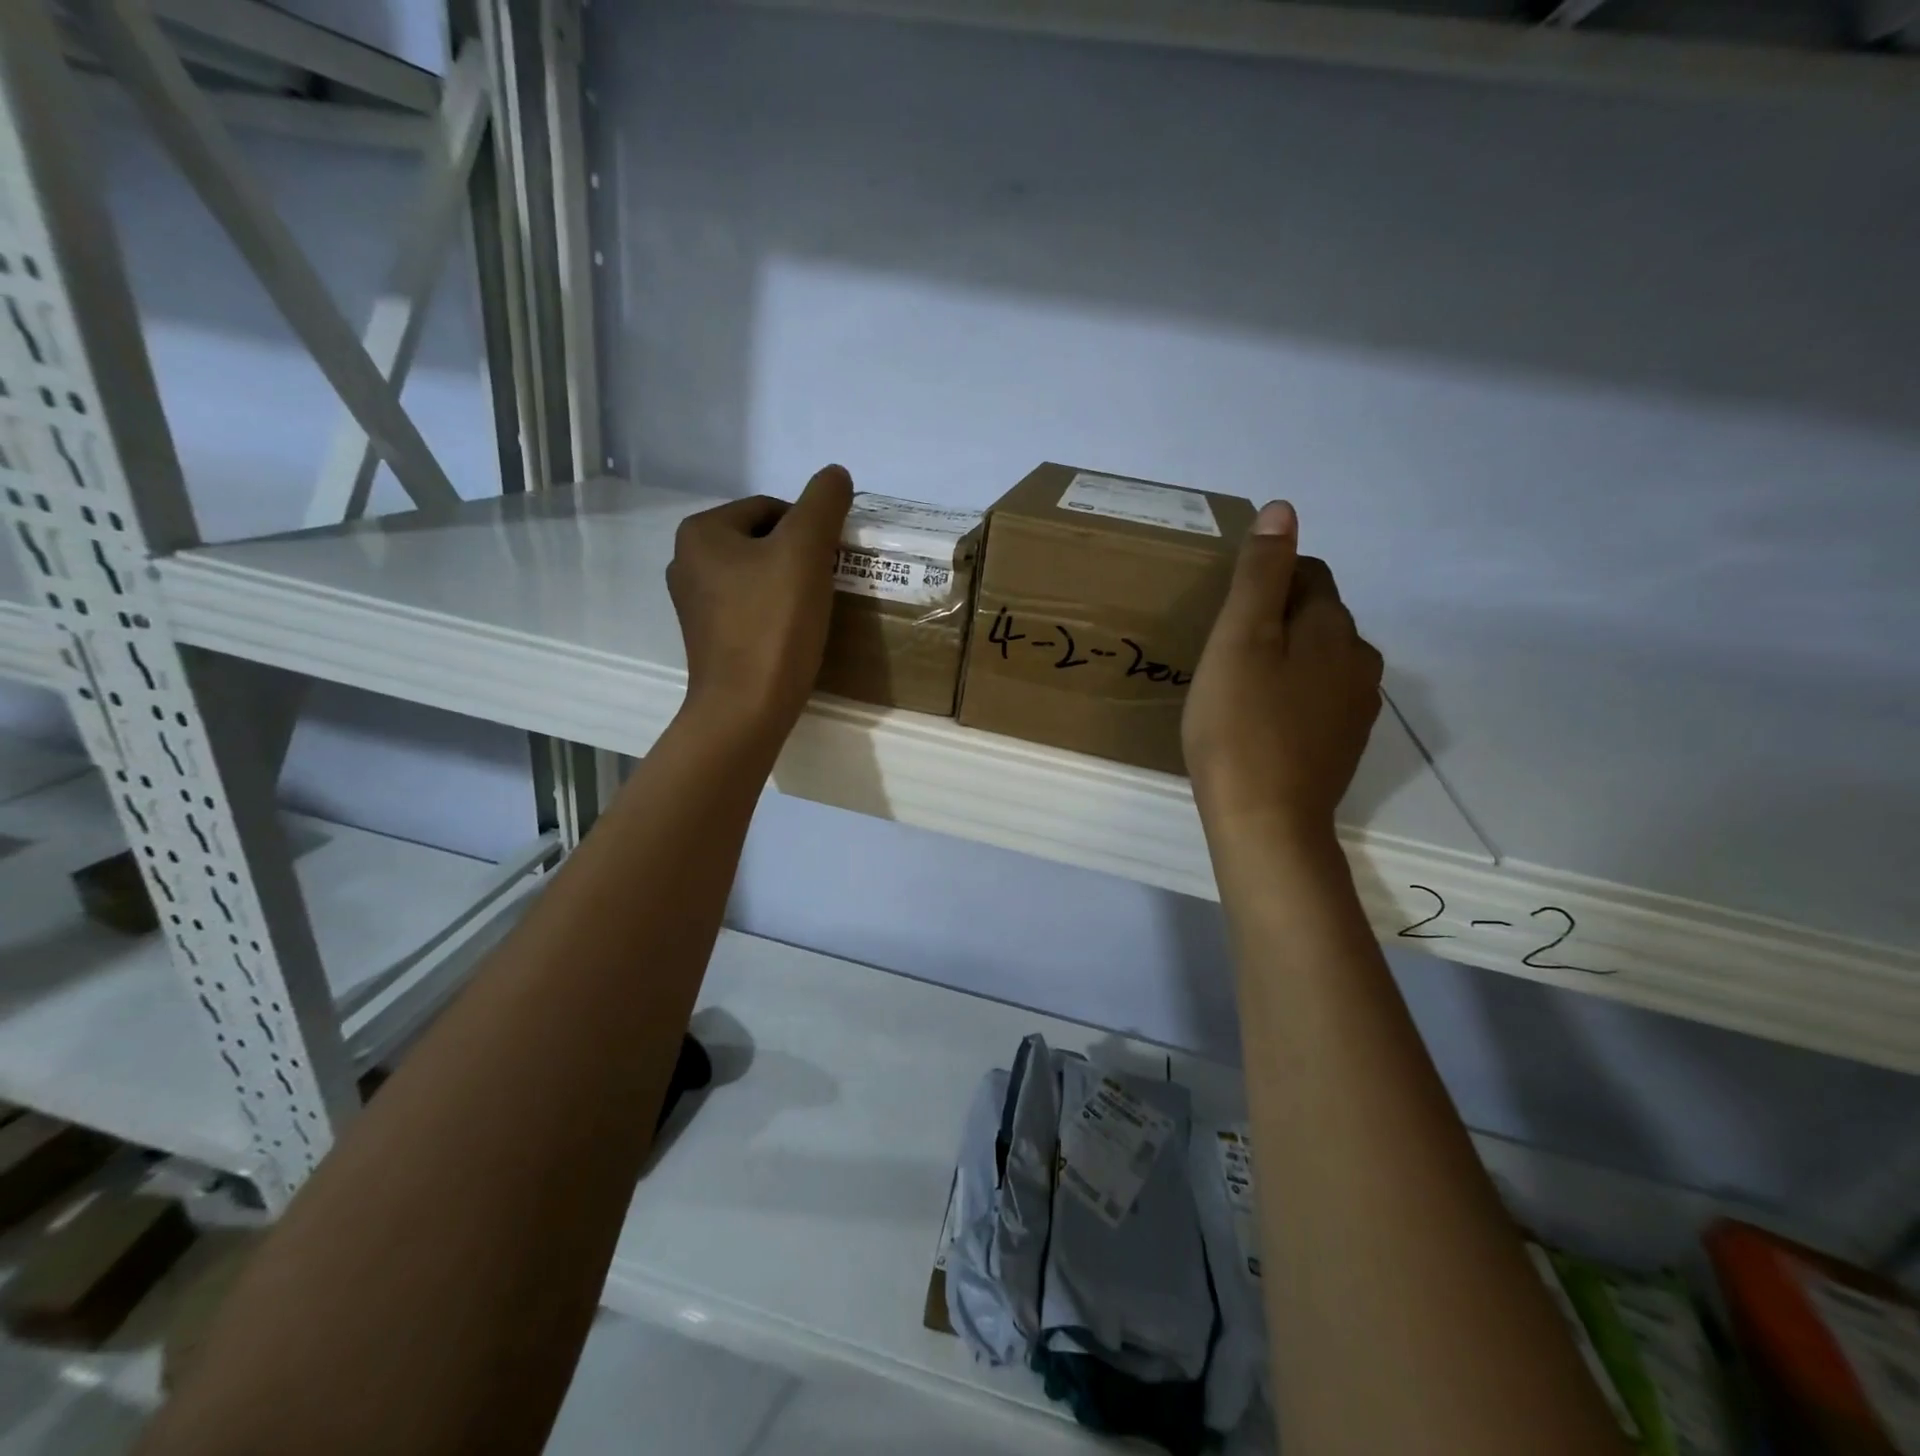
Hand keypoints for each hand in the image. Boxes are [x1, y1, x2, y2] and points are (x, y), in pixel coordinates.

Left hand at [667, 465, 852, 741]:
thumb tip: (836, 474)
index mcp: (701, 532)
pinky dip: (775, 612)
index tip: (831, 561)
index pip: (771, 508)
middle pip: (764, 541)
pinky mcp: (707, 637)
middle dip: (799, 557)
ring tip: (813, 610)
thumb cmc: (773, 625)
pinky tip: (793, 632)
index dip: (810, 529)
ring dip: (789, 584)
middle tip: (827, 585)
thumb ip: (823, 503)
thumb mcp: (805, 551)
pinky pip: (749, 607)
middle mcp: (686, 561)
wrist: (746, 709)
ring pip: (757, 575)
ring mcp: (693, 603)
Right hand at [1183, 501, 1382, 845]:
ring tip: (1238, 684)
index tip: (1226, 608)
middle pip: (1317, 617)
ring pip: (1319, 660)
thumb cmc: (1240, 725)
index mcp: (1334, 627)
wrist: (1267, 821)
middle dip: (1276, 618)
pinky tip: (1260, 721)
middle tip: (1223, 647)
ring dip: (1285, 659)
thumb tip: (1284, 510)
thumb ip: (1260, 574)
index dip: (1265, 579)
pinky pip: (1318, 698)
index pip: (1308, 573)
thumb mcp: (1239, 639)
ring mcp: (1357, 706)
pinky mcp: (1344, 743)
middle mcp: (1360, 659)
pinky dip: (1292, 696)